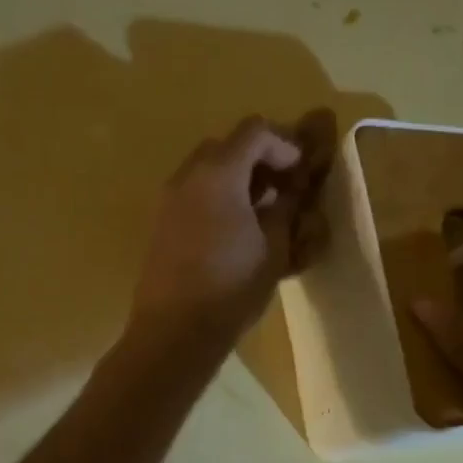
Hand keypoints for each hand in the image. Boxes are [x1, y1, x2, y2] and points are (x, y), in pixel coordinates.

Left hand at [131, 113, 332, 346]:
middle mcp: (188, 176)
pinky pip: (193, 194)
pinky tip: (235, 229)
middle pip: (226, 146)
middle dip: (258, 158)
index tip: (302, 170)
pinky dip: (217, 198)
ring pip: (206, 170)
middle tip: (283, 186)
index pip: (254, 132)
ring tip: (261, 210)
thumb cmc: (231, 288)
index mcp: (218, 173)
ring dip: (236, 179)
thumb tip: (290, 191)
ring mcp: (169, 200)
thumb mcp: (273, 248)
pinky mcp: (161, 224)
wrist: (174, 330)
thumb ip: (285, 209)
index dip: (284, 144)